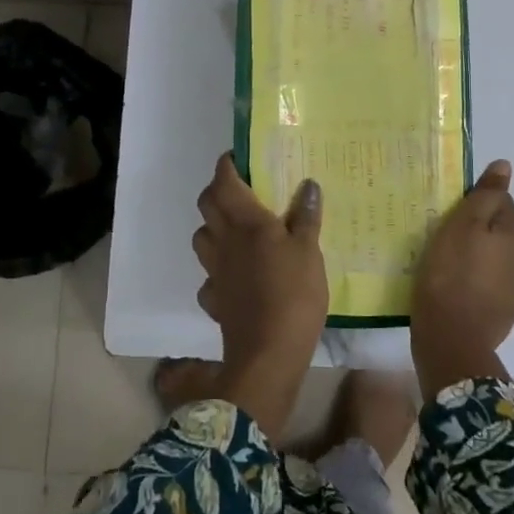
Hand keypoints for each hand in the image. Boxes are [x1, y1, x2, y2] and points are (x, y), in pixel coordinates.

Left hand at [191, 153, 326, 439]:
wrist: (268, 356)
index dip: (227, 165)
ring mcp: (215, 271)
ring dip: (214, 227)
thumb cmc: (293, 295)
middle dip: (218, 191)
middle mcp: (224, 241)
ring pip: (203, 237)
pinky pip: (210, 275)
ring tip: (239, 230)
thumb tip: (308, 185)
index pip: (224, 181)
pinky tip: (237, 275)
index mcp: (246, 222)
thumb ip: (306, 217)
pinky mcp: (215, 299)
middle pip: (207, 205)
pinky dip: (220, 269)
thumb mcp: (310, 252)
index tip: (239, 157)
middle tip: (243, 190)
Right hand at [409, 160, 513, 398]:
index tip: (451, 210)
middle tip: (444, 233)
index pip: (501, 203)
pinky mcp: (503, 312)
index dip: (476, 202)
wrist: (452, 339)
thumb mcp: (462, 224)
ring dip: (477, 255)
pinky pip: (489, 283)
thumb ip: (485, 195)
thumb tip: (505, 166)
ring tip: (447, 260)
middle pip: (499, 231)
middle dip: (477, 228)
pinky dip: (475, 279)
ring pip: (495, 258)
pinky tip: (454, 285)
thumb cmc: (451, 273)